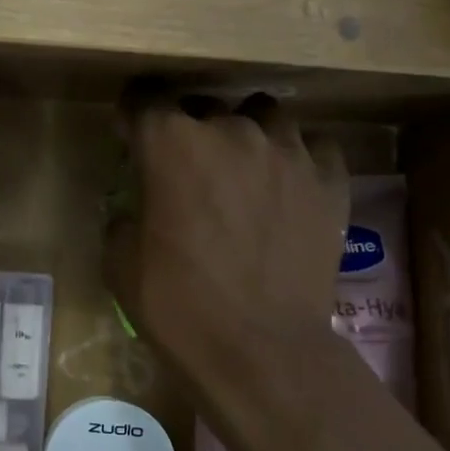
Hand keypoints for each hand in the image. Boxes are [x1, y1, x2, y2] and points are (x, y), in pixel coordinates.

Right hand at [104, 95, 349, 450]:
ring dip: (247, 134)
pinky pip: (314, 148)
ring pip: (264, 115)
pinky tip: (288, 188)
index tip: (130, 138)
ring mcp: (288, 152)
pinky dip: (297, 160)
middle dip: (190, 130)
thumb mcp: (120, 262)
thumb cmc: (177, 306)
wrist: (260, 351)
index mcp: (171, 143)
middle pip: (205, 106)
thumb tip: (138, 206)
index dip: (133, 117)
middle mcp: (231, 130)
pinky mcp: (330, 181)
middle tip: (187, 170)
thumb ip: (124, 215)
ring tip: (244, 169)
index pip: (144, 99)